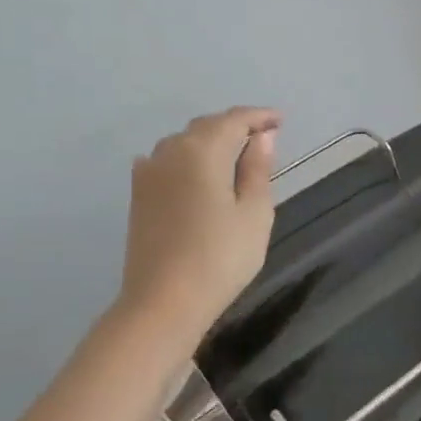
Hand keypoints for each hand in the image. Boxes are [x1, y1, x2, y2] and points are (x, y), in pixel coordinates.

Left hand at [118, 107, 279, 337]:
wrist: (163, 303)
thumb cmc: (221, 257)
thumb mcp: (255, 212)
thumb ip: (258, 169)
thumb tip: (262, 138)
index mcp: (203, 151)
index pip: (235, 120)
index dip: (260, 117)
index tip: (281, 121)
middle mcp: (170, 151)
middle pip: (206, 127)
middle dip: (235, 126)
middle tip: (263, 138)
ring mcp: (148, 173)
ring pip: (184, 142)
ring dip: (210, 141)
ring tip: (235, 155)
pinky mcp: (138, 196)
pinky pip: (166, 161)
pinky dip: (187, 158)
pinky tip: (196, 171)